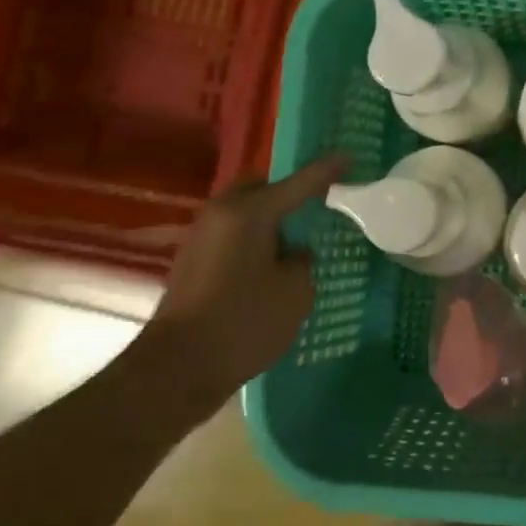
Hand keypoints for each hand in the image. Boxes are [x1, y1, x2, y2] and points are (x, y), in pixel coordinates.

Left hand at [140, 153, 347, 419]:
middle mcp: (220, 215)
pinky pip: (233, 235)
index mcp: (249, 213)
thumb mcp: (295, 291)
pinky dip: (255, 239)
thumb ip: (302, 261)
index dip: (327, 170)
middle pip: (260, 189)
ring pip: (244, 212)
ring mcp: (201, 238)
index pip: (299, 182)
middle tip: (318, 201)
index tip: (348, 156)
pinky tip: (273, 261)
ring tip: (299, 234)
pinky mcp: (193, 263)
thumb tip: (293, 252)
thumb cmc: (244, 322)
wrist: (177, 369)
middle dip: (288, 191)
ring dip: (269, 217)